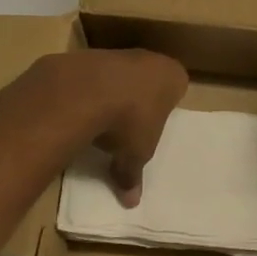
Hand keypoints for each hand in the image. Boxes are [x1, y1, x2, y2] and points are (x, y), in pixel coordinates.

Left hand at [32, 49, 187, 206]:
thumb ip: (134, 174)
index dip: (166, 105)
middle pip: (148, 78)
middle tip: (129, 125)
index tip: (154, 123)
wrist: (87, 90)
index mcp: (172, 77)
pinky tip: (79, 110)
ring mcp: (118, 53)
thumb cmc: (130, 121)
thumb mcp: (136, 155)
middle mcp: (149, 58)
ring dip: (112, 93)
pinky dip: (88, 90)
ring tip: (100, 121)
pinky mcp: (89, 55)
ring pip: (120, 75)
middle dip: (139, 98)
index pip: (177, 87)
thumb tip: (131, 202)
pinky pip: (93, 76)